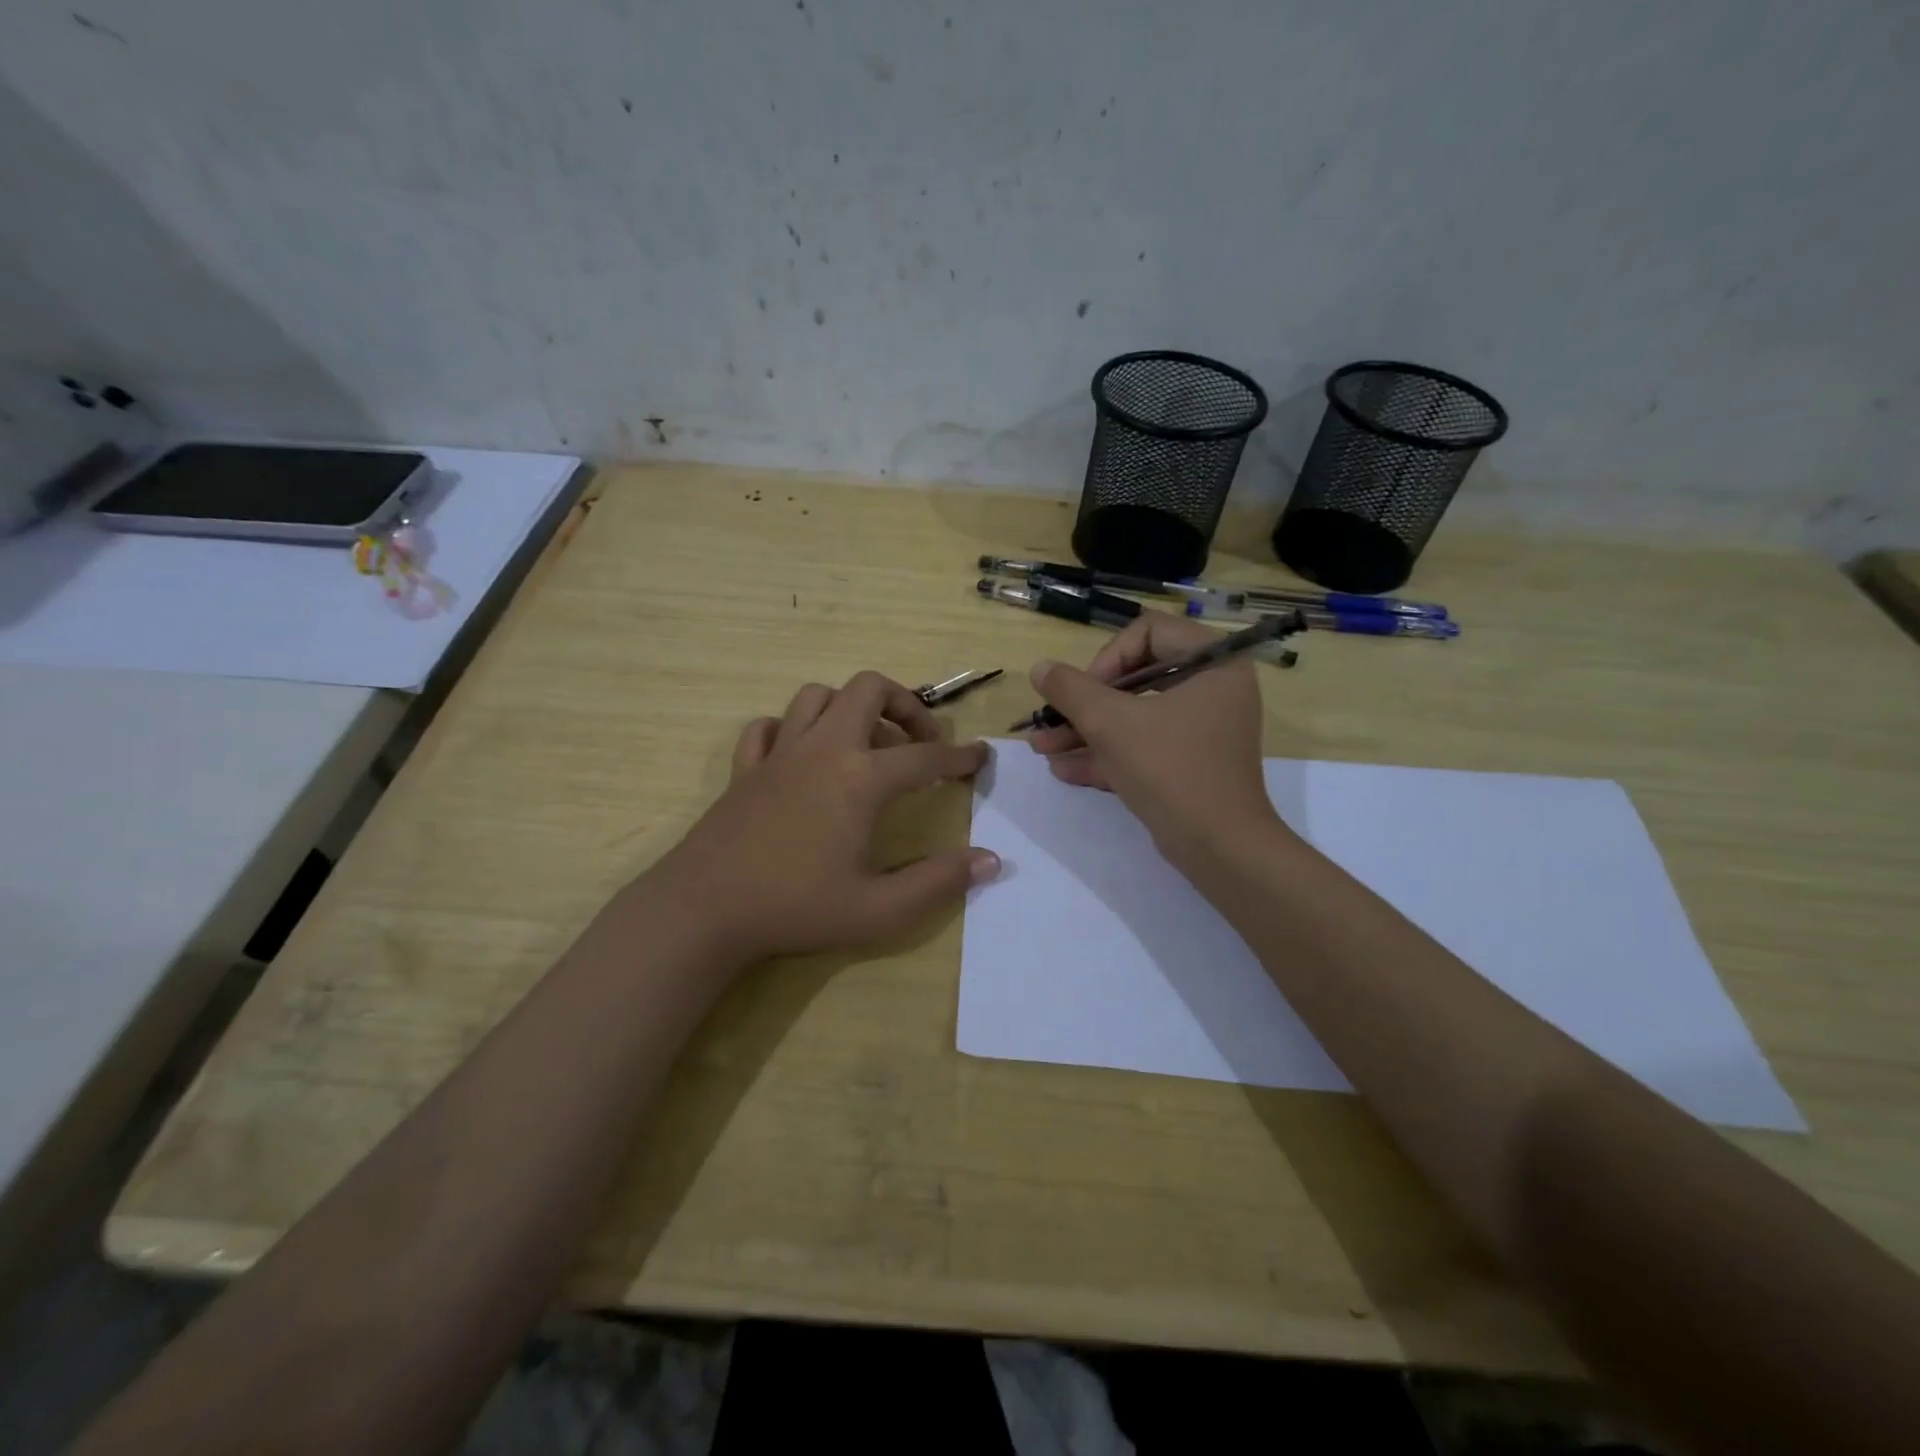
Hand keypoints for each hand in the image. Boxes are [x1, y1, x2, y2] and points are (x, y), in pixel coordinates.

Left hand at [654, 671, 996, 960]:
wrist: (705, 910)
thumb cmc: (796, 908)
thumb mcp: (879, 909)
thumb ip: (938, 882)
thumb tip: (989, 860)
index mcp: (860, 779)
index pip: (924, 757)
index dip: (959, 757)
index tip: (979, 757)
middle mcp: (823, 749)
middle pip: (869, 689)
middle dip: (905, 704)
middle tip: (921, 741)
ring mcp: (779, 753)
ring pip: (817, 697)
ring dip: (850, 709)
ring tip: (866, 744)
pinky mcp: (745, 767)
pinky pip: (769, 726)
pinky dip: (791, 729)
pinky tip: (802, 757)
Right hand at [1027, 610, 1284, 861]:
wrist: (1219, 848)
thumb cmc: (1170, 769)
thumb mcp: (1111, 724)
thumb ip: (1071, 690)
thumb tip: (1040, 668)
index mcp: (1212, 663)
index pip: (1148, 632)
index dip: (1107, 658)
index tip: (1083, 692)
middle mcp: (1212, 689)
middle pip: (1135, 678)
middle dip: (1083, 704)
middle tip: (1049, 721)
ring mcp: (1201, 729)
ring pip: (1134, 717)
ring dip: (1085, 732)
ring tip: (1041, 748)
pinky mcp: (1189, 763)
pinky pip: (1143, 747)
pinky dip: (1107, 755)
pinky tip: (1063, 769)